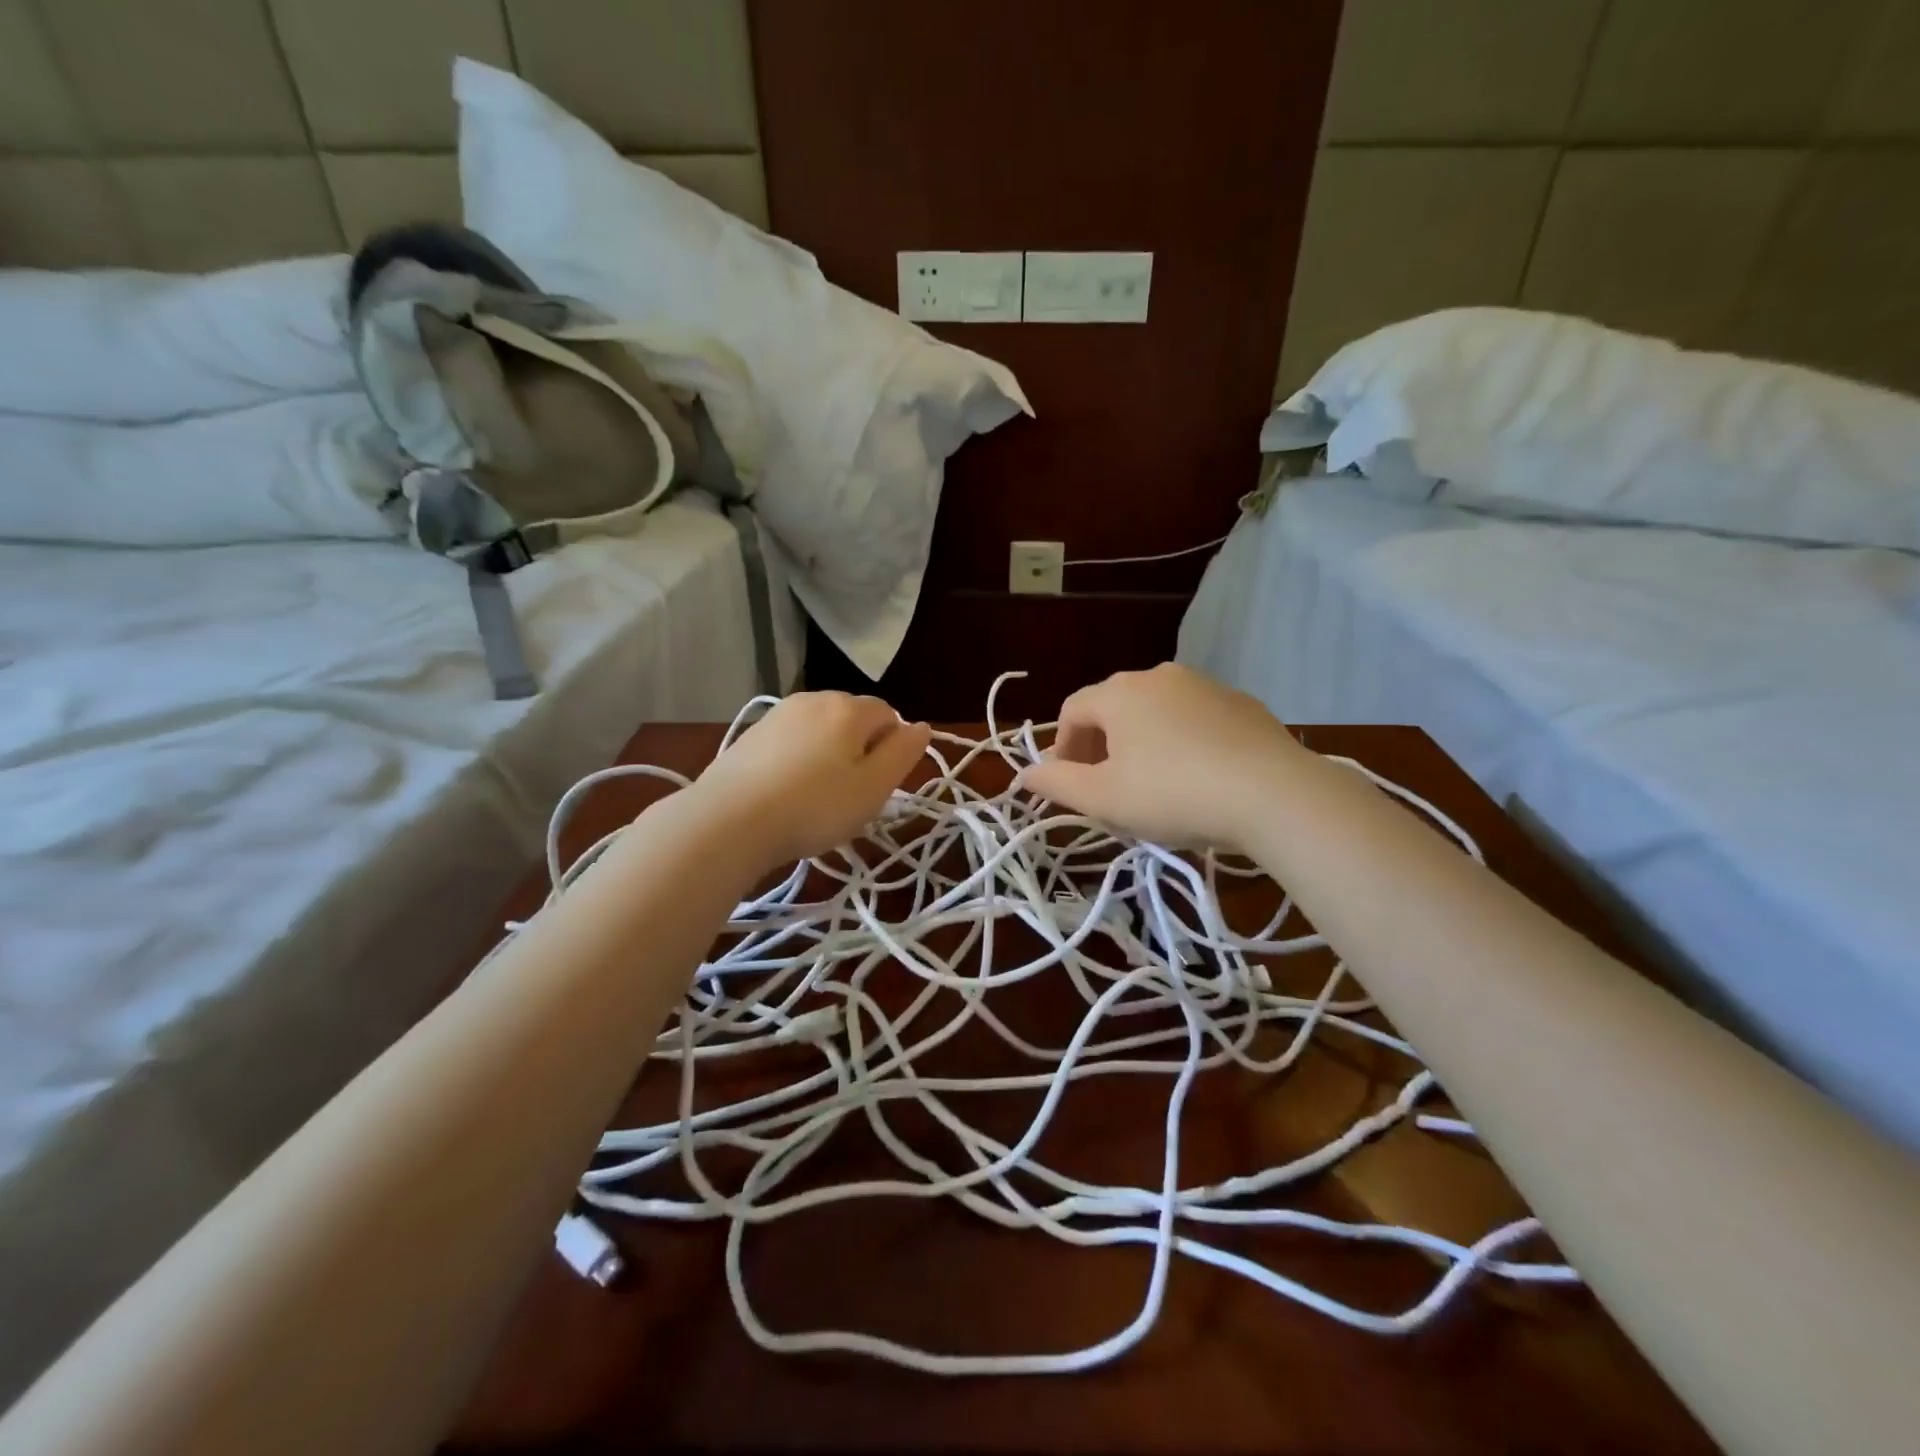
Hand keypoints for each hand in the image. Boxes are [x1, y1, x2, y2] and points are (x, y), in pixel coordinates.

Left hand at [691, 692, 931, 867]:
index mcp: (849, 708)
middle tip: (850, 797)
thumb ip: (903, 753)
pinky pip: (791, 742)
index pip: (889, 715)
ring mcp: (778, 714)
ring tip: (816, 799)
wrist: (728, 821)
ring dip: (828, 756)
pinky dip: (797, 761)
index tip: (878, 787)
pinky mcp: (751, 734)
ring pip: (820, 731)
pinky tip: (786, 794)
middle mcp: (814, 699)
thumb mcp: (873, 788)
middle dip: (860, 750)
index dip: (891, 750)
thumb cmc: (814, 807)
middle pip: (853, 720)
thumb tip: (921, 726)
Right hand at [1018, 663, 1301, 849]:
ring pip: (1155, 712)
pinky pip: (1194, 719)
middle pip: (1113, 709)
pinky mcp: (1241, 703)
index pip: (1072, 711)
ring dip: (1141, 744)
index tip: (1070, 786)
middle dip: (1101, 748)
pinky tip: (1196, 777)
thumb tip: (1025, 774)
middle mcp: (1158, 676)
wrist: (1273, 794)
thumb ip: (1057, 783)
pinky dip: (1181, 742)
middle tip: (1108, 790)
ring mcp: (1204, 685)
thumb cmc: (1172, 794)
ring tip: (1153, 787)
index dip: (1063, 749)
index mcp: (1119, 693)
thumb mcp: (1104, 798)